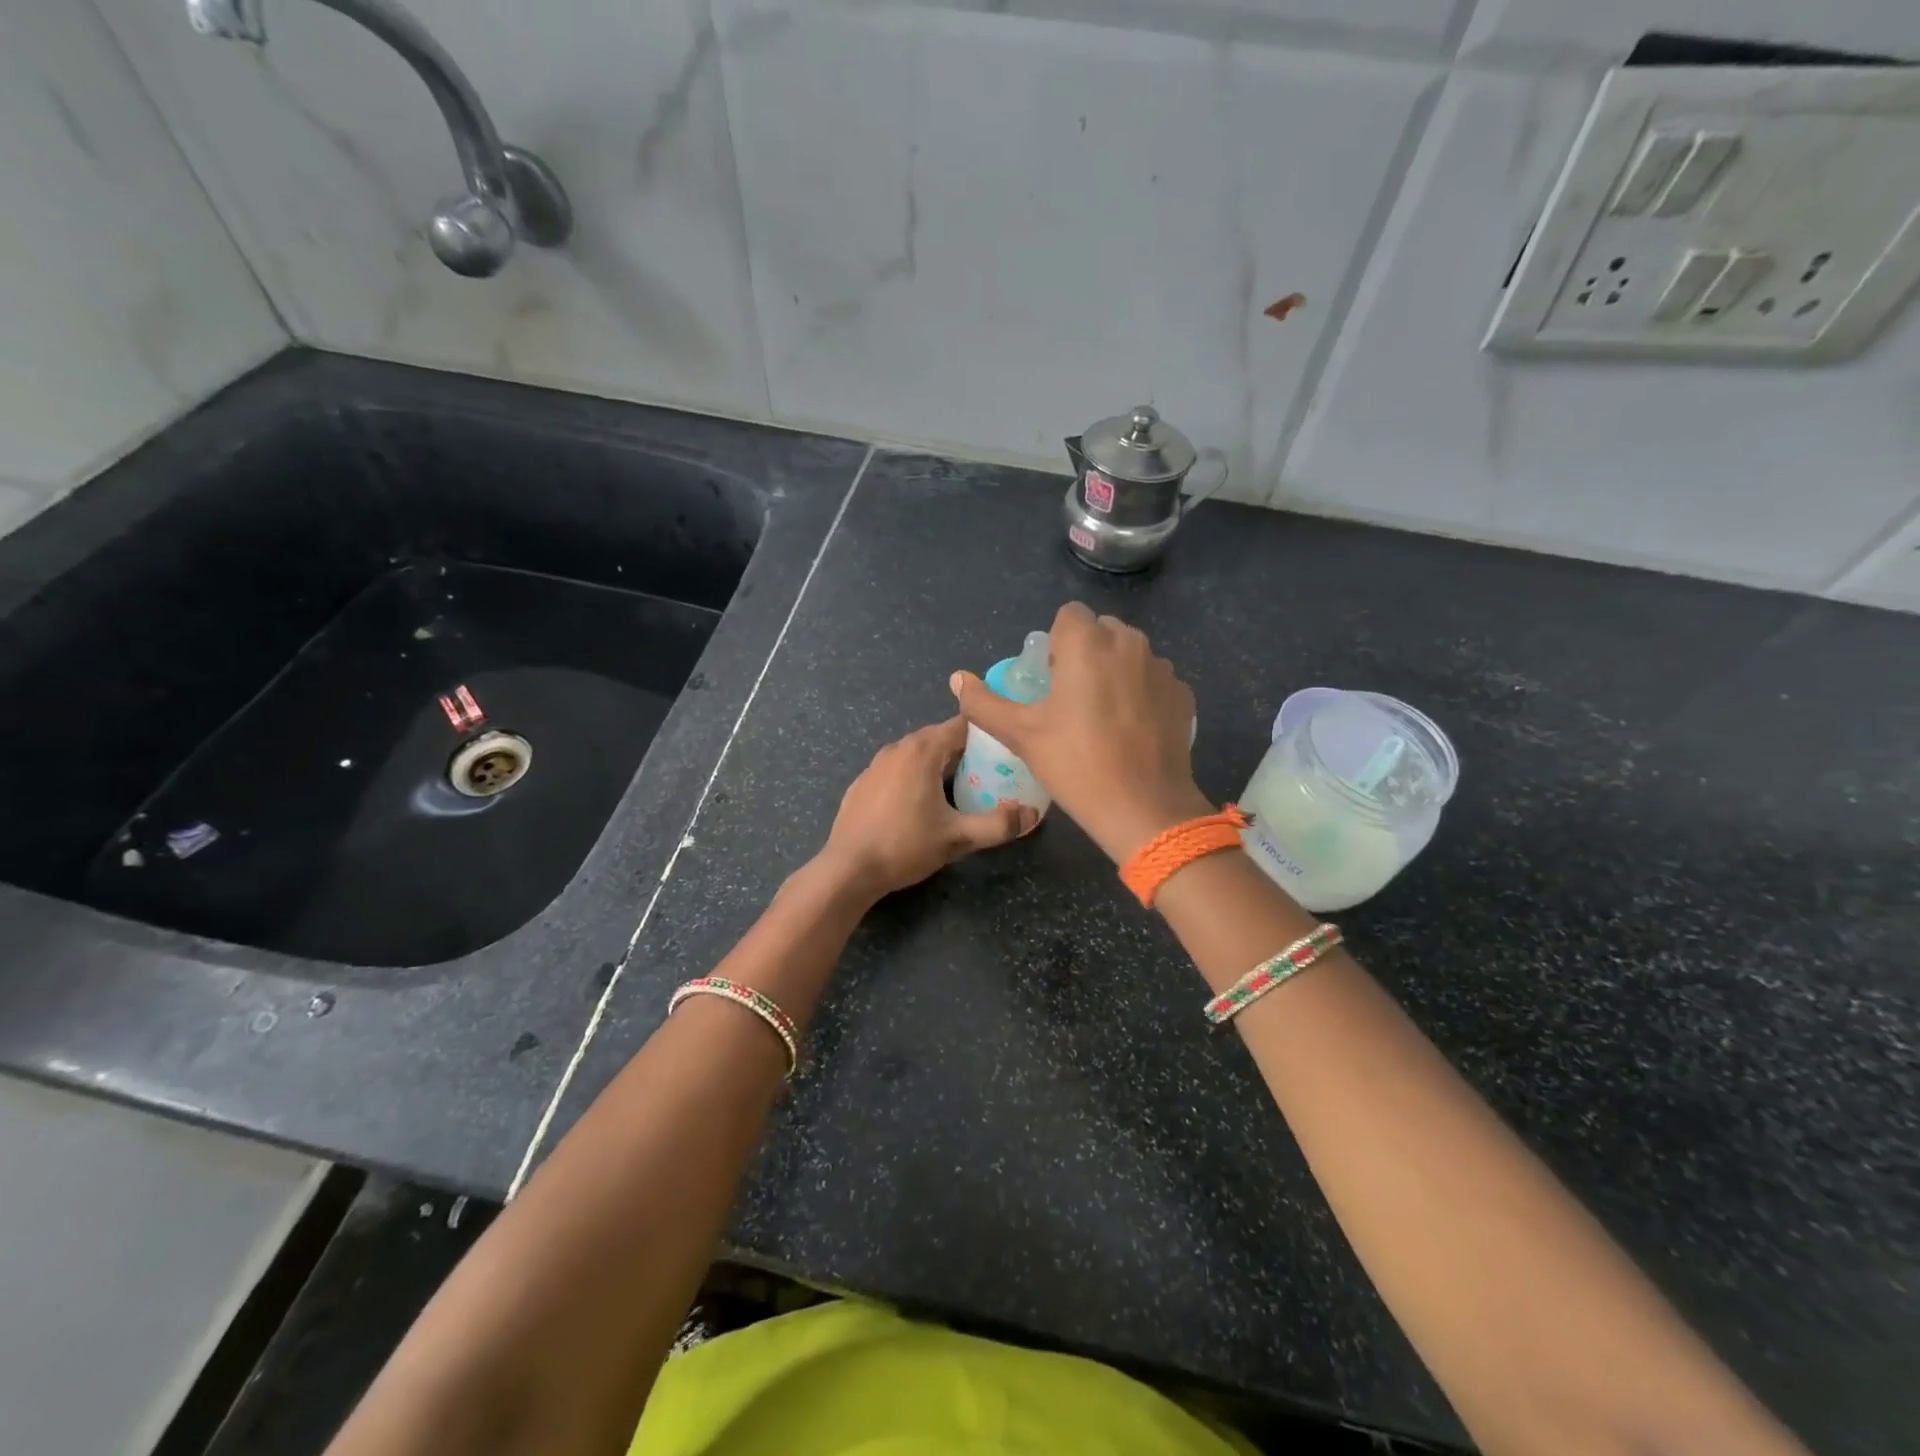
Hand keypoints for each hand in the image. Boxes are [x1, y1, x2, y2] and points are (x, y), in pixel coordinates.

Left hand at [813, 716, 1036, 901]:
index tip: (1004, 749)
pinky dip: (912, 776)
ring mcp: (875, 764)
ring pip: (915, 753)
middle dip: (963, 750)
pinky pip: (896, 769)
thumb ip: (998, 825)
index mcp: (922, 751)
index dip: (985, 733)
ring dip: (936, 763)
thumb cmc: (905, 846)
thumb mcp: (958, 838)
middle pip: (938, 737)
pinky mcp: (861, 783)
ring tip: (956, 788)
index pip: (961, 725)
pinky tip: (917, 804)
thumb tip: (1032, 815)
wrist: (848, 869)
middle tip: (987, 773)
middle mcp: (897, 748)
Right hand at [951, 603, 1209, 862]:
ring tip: (1103, 717)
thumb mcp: (1020, 734)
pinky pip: (1153, 680)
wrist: (1143, 807)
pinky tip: (1131, 731)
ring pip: (1130, 654)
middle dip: (1085, 653)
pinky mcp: (1183, 694)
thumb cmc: (1075, 764)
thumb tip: (956, 679)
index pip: (1069, 615)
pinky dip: (1141, 693)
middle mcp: (1129, 643)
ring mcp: (1161, 668)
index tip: (1051, 680)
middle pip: (1101, 630)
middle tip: (1072, 700)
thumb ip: (984, 702)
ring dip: (1114, 671)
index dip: (1056, 643)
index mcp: (1088, 643)